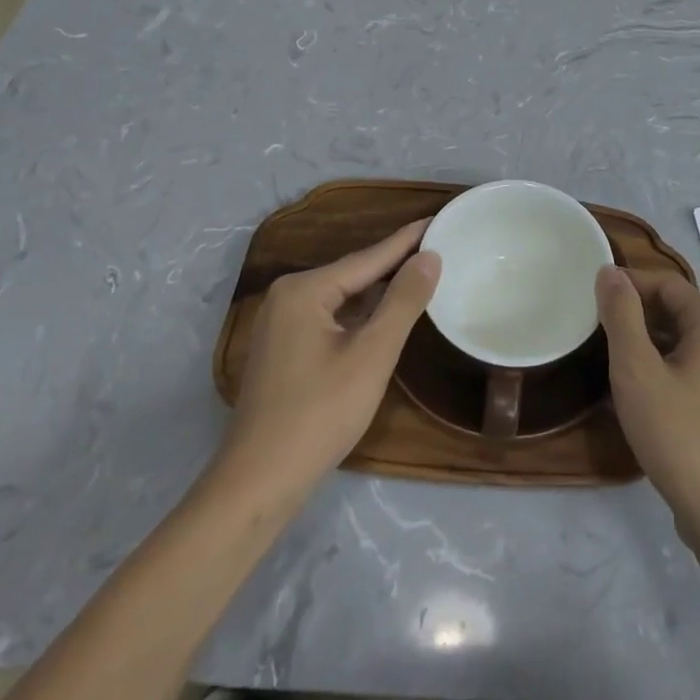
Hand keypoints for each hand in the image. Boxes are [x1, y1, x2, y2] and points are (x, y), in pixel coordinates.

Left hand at [218, 222, 440, 499]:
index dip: (408, 240)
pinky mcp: (284, 348)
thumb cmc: (320, 413)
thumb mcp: (373, 354)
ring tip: (422, 273)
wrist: (260, 481)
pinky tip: (386, 314)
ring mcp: (281, 323)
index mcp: (305, 289)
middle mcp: (288, 296)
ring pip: (343, 297)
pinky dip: (362, 313)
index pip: (369, 256)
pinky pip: (331, 317)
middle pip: (354, 273)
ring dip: (380, 290)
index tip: (439, 218)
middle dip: (395, 263)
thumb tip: (430, 256)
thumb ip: (403, 301)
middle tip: (439, 246)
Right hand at [597, 266, 699, 550]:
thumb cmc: (678, 435)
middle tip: (595, 330)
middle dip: (636, 315)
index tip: (591, 297)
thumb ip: (621, 316)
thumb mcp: (637, 371)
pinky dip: (664, 368)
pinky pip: (693, 369)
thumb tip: (610, 271)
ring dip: (648, 343)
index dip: (628, 284)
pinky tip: (639, 392)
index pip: (666, 284)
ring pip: (684, 342)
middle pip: (677, 310)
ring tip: (609, 359)